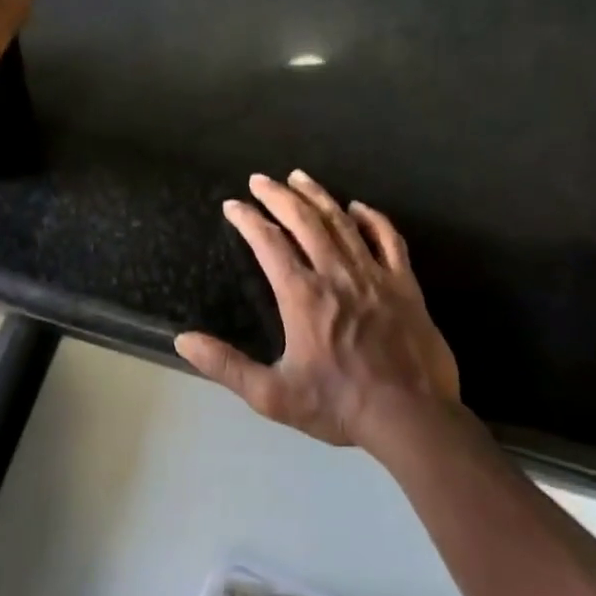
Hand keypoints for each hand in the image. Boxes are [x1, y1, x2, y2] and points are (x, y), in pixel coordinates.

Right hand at [176, 171, 462, 458]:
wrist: (411, 418)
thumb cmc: (338, 405)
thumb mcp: (272, 395)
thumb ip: (226, 366)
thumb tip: (183, 340)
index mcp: (302, 295)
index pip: (268, 243)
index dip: (248, 219)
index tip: (233, 205)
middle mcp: (336, 275)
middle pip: (304, 221)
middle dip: (278, 195)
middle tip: (260, 179)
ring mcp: (374, 276)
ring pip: (342, 223)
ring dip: (318, 196)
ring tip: (299, 177)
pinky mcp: (405, 285)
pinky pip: (389, 239)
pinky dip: (372, 219)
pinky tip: (358, 207)